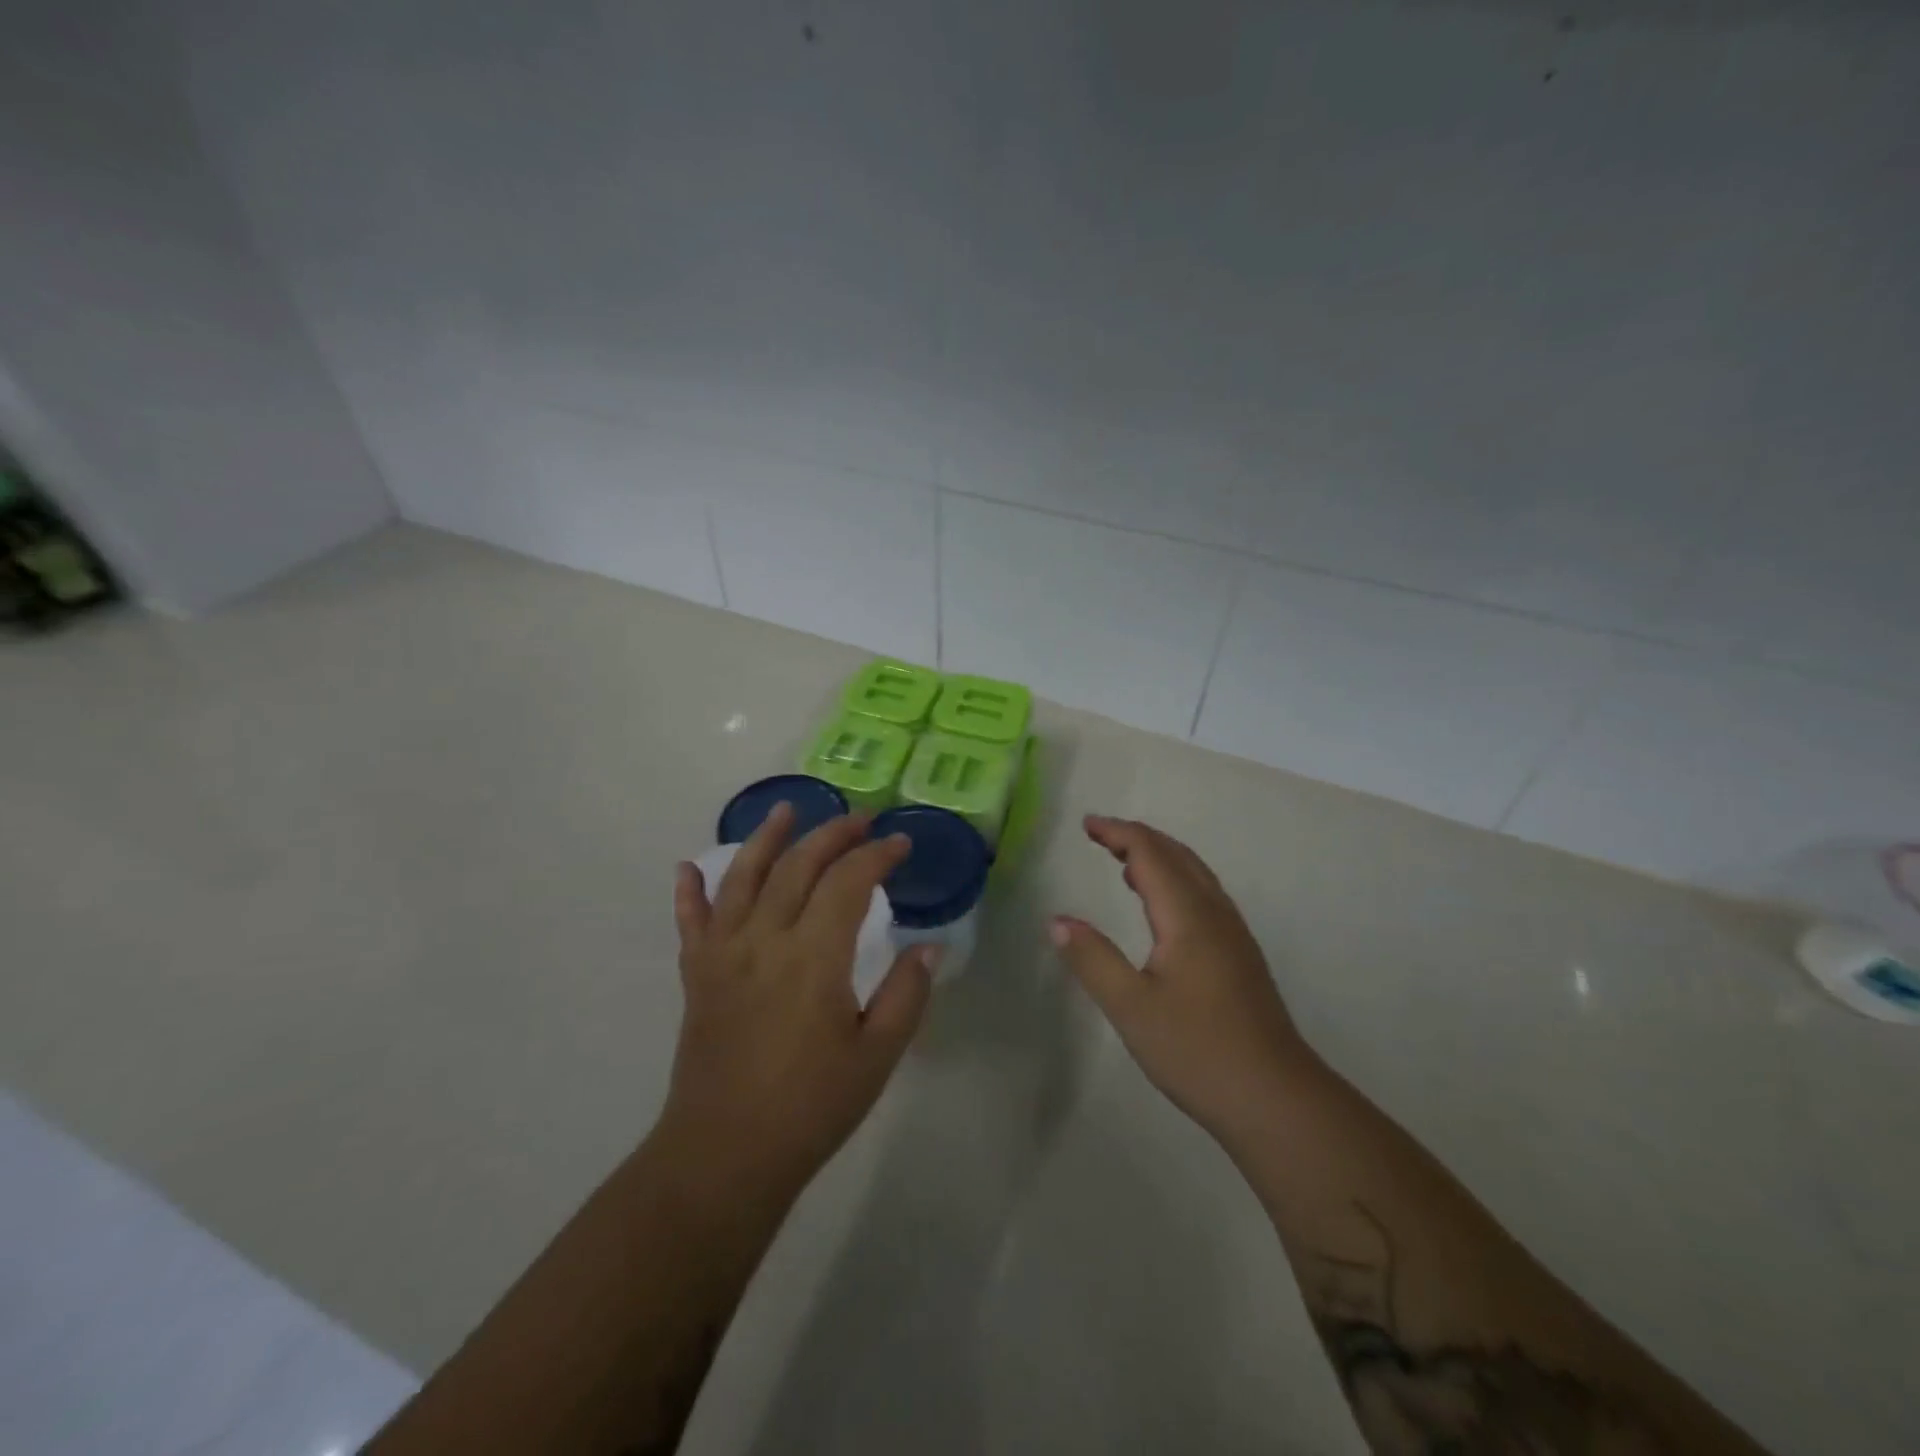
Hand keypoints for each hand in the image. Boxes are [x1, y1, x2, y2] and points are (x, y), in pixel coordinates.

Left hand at [661, 804, 934, 1204]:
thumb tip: (930, 946)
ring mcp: (723, 953)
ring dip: (766, 838)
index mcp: (814, 957)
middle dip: (833, 834)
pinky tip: (687, 868)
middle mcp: (764, 939)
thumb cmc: (810, 1108)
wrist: (724, 1155)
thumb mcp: (877, 1056)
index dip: (877, 855)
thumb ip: (906, 994)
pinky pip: (690, 921)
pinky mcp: (697, 974)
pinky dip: (689, 892)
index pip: (848, 882)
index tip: (901, 843)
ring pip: (743, 877)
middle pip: (798, 866)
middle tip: (860, 819)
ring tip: (785, 810)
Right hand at [1052, 815, 1308, 1141]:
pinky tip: (1163, 908)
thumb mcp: (1131, 1007)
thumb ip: (1092, 959)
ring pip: (1196, 875)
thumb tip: (1057, 920)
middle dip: (1138, 837)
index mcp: (1188, 917)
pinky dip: (1176, 880)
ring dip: (1160, 857)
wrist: (1276, 1099)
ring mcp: (1234, 935)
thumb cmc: (1198, 1050)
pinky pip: (1205, 896)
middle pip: (1177, 855)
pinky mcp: (1241, 957)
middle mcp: (1216, 914)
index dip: (1118, 833)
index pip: (1151, 854)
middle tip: (1100, 835)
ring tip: (1124, 862)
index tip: (1086, 824)